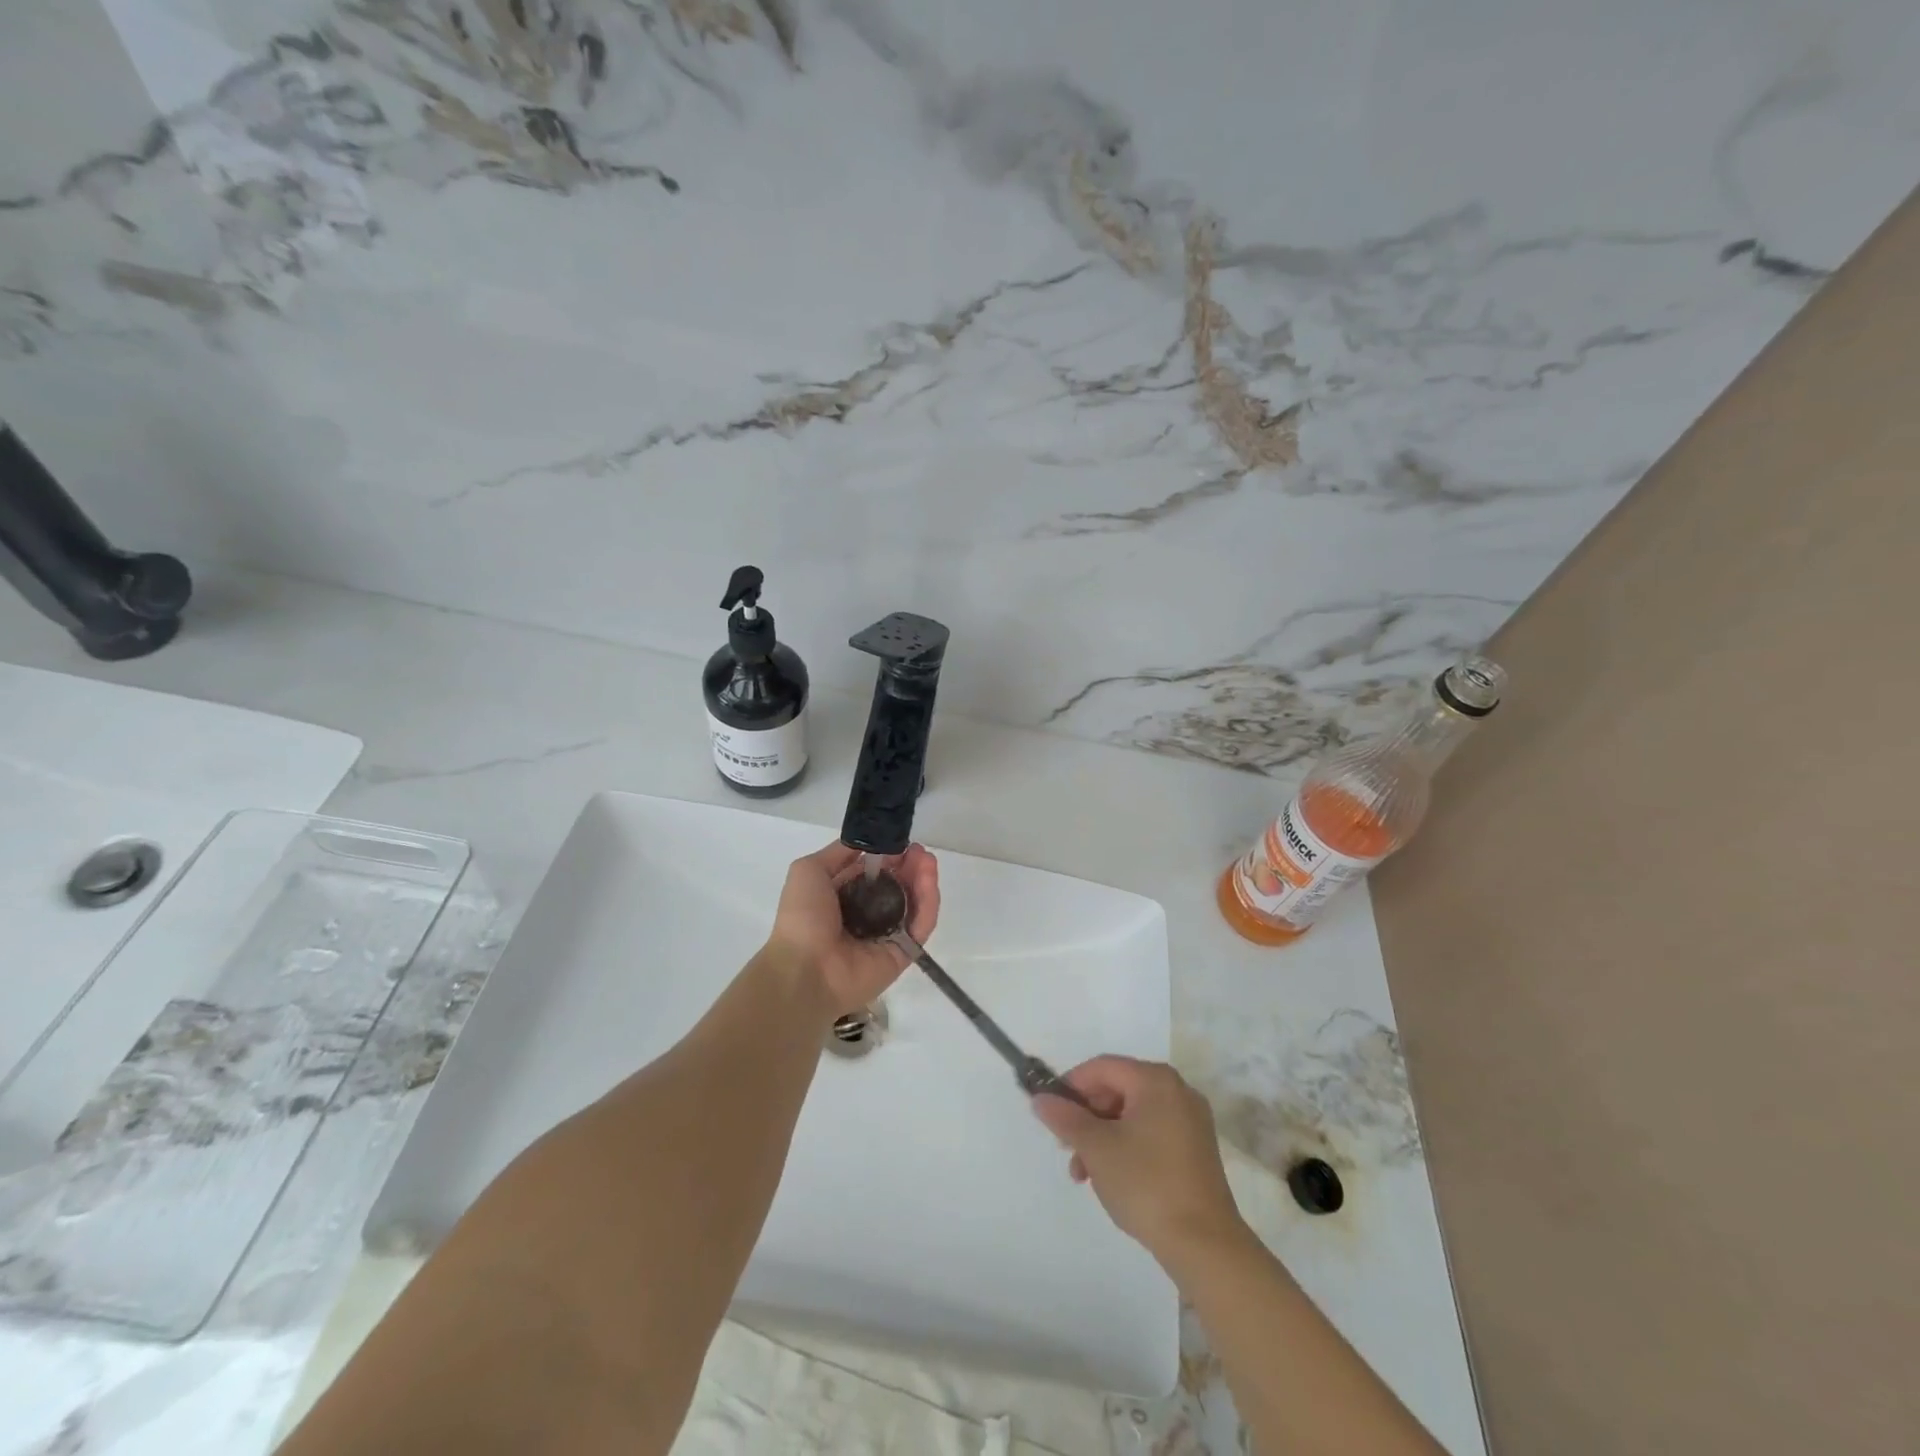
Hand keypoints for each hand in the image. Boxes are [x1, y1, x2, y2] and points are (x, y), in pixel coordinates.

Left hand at [764, 841, 939, 1017]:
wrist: (804, 969)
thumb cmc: (802, 918)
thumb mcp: (809, 870)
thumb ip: (838, 853)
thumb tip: (867, 843)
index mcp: (845, 897)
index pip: (875, 872)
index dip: (889, 855)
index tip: (901, 842)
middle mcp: (868, 915)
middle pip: (898, 885)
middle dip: (911, 865)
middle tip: (920, 852)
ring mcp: (887, 935)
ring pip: (914, 903)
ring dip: (923, 880)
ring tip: (928, 861)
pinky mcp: (903, 953)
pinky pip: (922, 926)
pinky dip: (929, 904)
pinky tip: (929, 882)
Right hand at [1031, 1057, 1246, 1266]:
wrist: (1205, 1246)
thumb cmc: (1146, 1184)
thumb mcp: (1096, 1149)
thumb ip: (1065, 1118)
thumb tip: (1041, 1099)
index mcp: (1156, 1080)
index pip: (1102, 1067)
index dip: (1072, 1086)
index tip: (1051, 1113)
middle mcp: (1177, 1091)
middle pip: (1118, 1089)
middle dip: (1087, 1117)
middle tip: (1066, 1147)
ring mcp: (1190, 1121)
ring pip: (1132, 1114)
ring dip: (1102, 1137)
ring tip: (1083, 1173)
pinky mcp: (1195, 1149)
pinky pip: (1151, 1133)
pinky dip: (1126, 1147)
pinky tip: (1111, 1178)